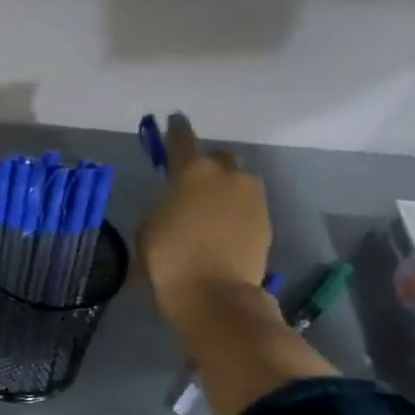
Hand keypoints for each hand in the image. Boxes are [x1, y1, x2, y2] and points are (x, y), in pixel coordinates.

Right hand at [136, 115, 271, 324]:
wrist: (215, 293)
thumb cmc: (169, 259)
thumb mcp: (148, 228)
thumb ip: (163, 205)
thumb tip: (177, 203)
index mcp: (192, 172)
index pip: (182, 140)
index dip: (176, 130)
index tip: (174, 120)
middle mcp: (228, 175)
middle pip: (217, 159)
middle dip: (205, 165)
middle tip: (189, 183)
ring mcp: (252, 197)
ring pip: (236, 182)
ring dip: (221, 190)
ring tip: (205, 210)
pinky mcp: (266, 220)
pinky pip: (245, 205)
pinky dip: (232, 211)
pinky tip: (218, 229)